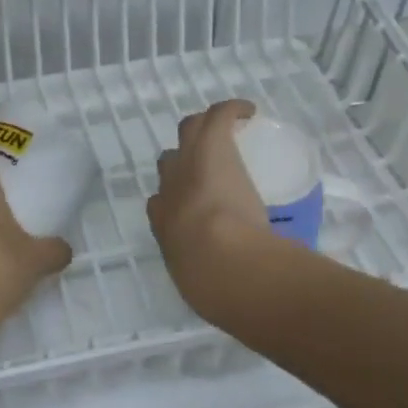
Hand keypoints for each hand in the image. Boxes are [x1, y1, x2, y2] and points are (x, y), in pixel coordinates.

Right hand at [148, 99, 279, 320]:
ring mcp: (190, 165)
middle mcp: (170, 189)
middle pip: (169, 161)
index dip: (175, 198)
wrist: (223, 262)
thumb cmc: (212, 284)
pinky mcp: (214, 146)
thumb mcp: (200, 287)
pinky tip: (247, 110)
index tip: (195, 205)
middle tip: (209, 163)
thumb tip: (229, 298)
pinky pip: (218, 115)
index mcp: (164, 225)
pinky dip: (231, 109)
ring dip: (204, 129)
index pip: (160, 201)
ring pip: (188, 130)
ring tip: (226, 131)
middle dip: (183, 159)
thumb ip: (209, 285)